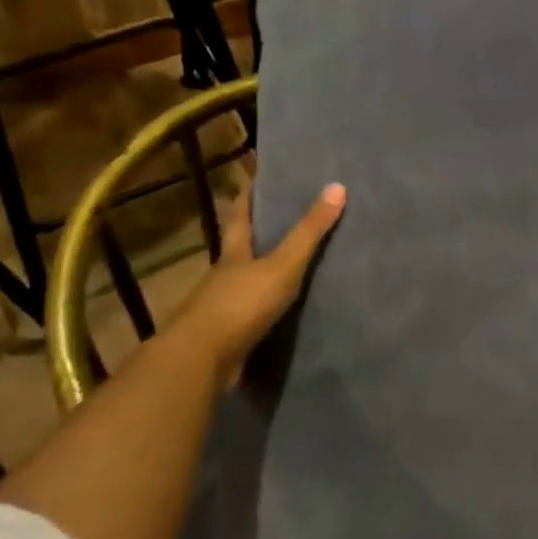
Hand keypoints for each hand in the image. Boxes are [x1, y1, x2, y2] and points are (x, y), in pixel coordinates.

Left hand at [167, 181, 345, 385]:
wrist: (200, 362)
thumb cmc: (240, 304)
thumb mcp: (282, 265)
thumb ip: (308, 232)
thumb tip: (337, 186)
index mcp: (234, 252)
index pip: (239, 214)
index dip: (246, 194)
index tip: (255, 175)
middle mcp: (224, 274)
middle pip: (240, 246)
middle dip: (257, 232)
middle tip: (284, 215)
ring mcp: (222, 306)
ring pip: (245, 280)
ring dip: (262, 272)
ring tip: (291, 262)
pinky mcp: (228, 335)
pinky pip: (251, 313)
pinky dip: (265, 307)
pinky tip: (283, 310)